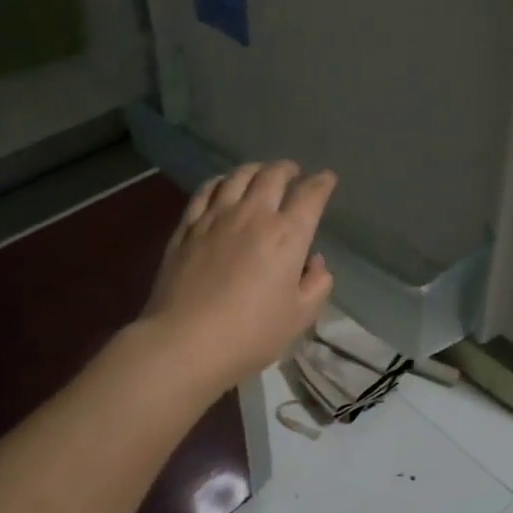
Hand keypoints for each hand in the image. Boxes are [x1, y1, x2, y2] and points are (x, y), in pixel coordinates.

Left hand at [142, 161, 336, 392]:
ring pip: (238, 176)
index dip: (322, 183)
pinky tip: (223, 186)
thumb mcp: (300, 317)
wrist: (185, 342)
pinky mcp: (187, 227)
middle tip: (294, 173)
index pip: (310, 195)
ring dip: (255, 169)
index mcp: (287, 235)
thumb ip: (317, 284)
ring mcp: (216, 217)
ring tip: (261, 174)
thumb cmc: (250, 334)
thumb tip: (315, 262)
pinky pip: (205, 190)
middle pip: (273, 175)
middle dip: (288, 169)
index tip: (327, 179)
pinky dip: (220, 182)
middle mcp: (253, 215)